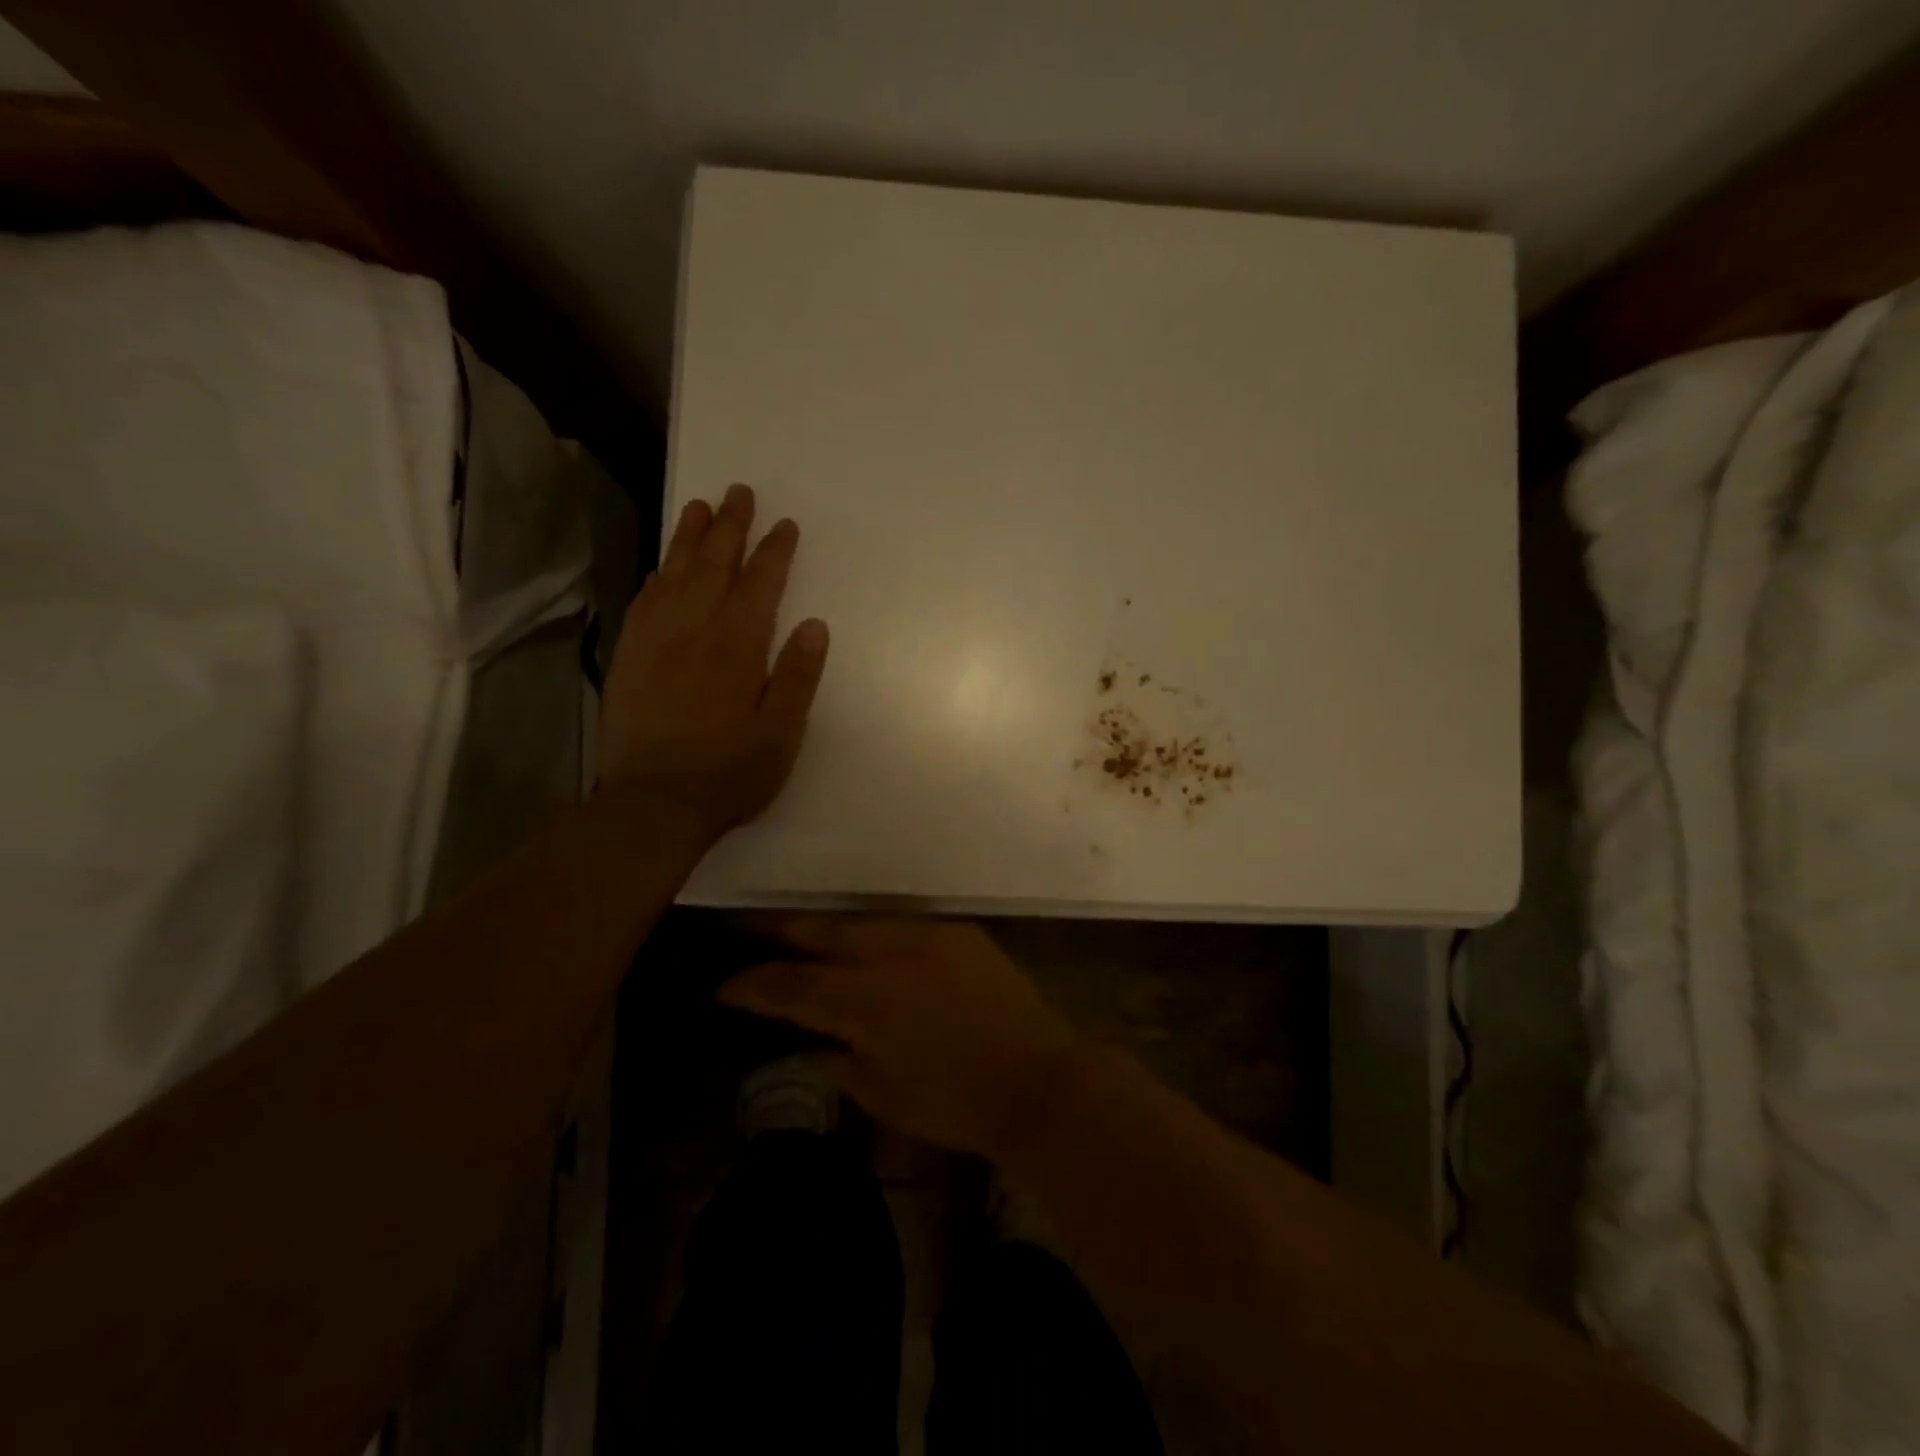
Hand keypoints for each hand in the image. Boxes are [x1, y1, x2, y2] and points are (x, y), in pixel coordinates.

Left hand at [599, 484, 828, 844]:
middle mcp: (694, 632)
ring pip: (673, 575)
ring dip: (689, 538)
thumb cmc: (728, 773)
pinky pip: (644, 601)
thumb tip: (813, 625)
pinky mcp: (629, 658)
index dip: (773, 552)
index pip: (759, 585)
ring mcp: (655, 642)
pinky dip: (657, 575)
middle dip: (729, 527)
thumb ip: (797, 677)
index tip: (784, 525)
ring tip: (699, 506)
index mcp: (737, 648)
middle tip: (739, 492)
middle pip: (713, 566)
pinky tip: (663, 566)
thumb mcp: (780, 734)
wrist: (653, 803)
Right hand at [719, 918, 1080, 1160]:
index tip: (726, 986)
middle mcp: (889, 956)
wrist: (1037, 1079)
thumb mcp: (885, 1095)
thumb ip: (839, 1063)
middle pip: (821, 933)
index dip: (753, 986)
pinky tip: (869, 945)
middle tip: (755, 933)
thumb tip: (812, 1043)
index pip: (791, 987)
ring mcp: (927, 936)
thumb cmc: (955, 1104)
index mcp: (864, 1002)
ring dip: (829, 931)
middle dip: (784, 934)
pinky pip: (903, 926)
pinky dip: (876, 935)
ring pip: (861, 922)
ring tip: (806, 936)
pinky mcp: (958, 931)